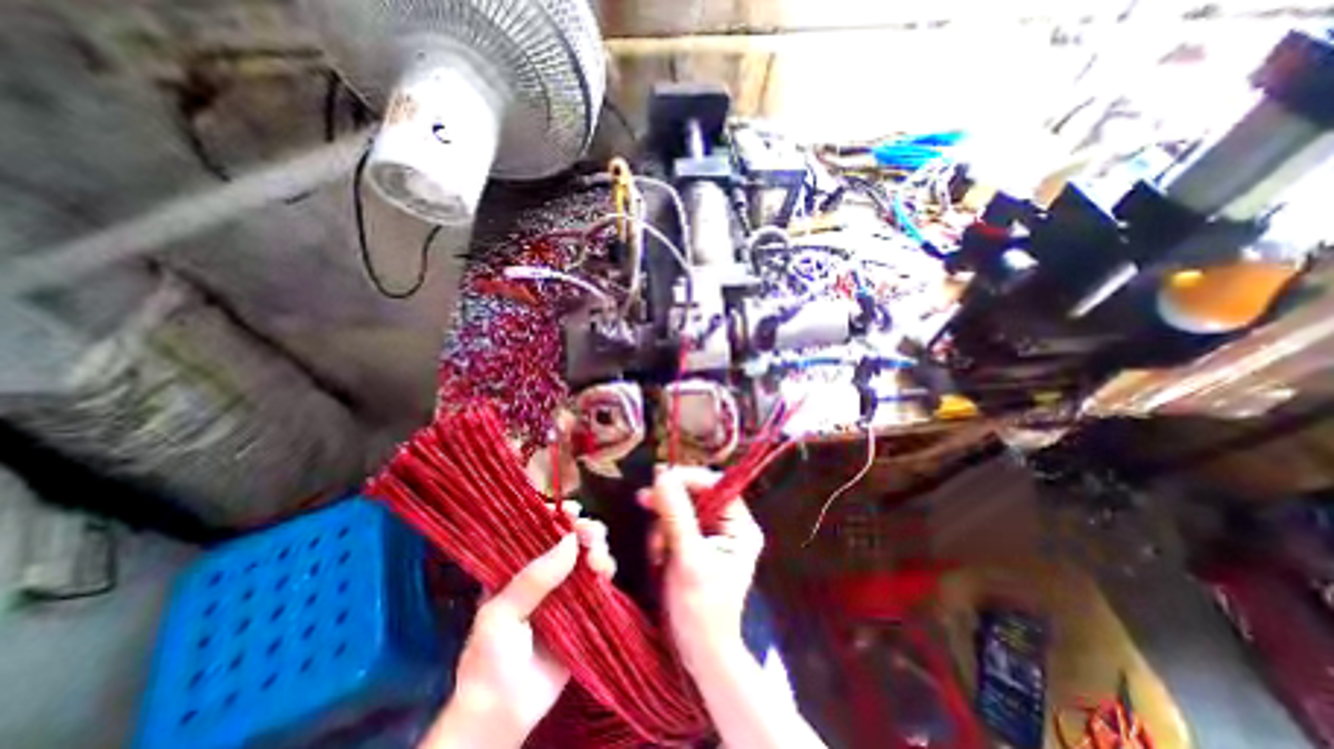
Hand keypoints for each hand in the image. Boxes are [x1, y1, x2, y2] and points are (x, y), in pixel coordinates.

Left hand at [423, 508, 613, 748]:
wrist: (502, 716)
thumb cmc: (489, 660)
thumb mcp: (501, 614)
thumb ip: (535, 578)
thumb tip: (572, 540)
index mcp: (516, 567)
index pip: (537, 530)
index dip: (556, 515)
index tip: (572, 511)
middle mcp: (544, 572)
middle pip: (569, 538)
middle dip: (584, 530)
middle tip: (591, 534)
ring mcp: (565, 589)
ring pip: (587, 555)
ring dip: (598, 549)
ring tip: (598, 560)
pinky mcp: (584, 608)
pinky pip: (599, 581)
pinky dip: (606, 570)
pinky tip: (606, 572)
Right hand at [639, 469, 765, 672]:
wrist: (699, 654)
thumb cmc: (701, 609)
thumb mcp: (688, 558)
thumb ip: (675, 514)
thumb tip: (662, 475)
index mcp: (740, 526)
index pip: (716, 485)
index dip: (689, 477)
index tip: (660, 477)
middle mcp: (729, 525)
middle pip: (697, 495)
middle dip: (670, 503)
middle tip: (644, 501)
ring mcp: (711, 535)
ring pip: (682, 508)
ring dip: (662, 523)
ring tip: (656, 551)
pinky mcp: (695, 545)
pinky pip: (675, 524)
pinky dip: (661, 535)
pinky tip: (656, 555)